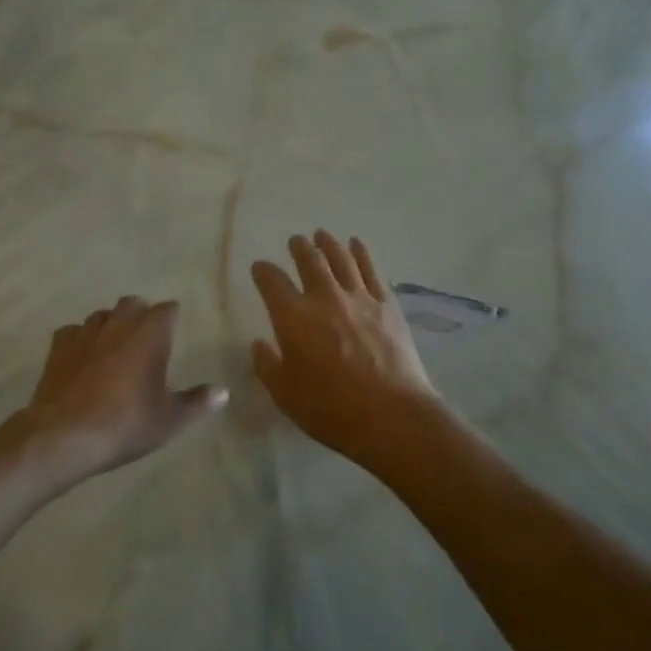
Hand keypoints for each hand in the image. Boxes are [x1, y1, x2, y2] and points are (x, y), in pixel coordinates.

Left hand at [11, 296, 226, 484]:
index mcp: (150, 333)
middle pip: (133, 303)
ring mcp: (85, 332)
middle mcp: (118, 323)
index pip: (167, 309)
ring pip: (102, 315)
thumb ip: (197, 402)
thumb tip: (223, 392)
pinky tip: (82, 357)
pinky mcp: (58, 347)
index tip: (174, 331)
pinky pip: (73, 331)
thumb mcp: (170, 419)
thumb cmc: (126, 423)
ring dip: (111, 324)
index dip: (172, 318)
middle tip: (146, 339)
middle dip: (141, 314)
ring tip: (114, 347)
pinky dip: (81, 339)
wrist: (66, 435)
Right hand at [251, 231, 440, 463]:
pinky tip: (357, 245)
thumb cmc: (331, 409)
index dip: (263, 272)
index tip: (260, 268)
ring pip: (341, 258)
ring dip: (329, 243)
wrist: (391, 415)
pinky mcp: (387, 305)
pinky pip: (372, 270)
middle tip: (295, 241)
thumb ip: (268, 365)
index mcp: (293, 318)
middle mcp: (324, 298)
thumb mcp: (285, 394)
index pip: (272, 282)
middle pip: (309, 261)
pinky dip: (362, 253)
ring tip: (322, 234)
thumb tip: (259, 344)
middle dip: (299, 248)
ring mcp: (359, 298)